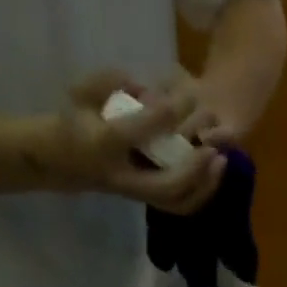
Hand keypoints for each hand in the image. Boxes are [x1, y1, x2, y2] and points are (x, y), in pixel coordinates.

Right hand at [59, 71, 226, 214]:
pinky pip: (180, 205)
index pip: (133, 134)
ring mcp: (139, 194)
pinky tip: (214, 173)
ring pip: (178, 201)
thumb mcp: (81, 92)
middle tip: (212, 147)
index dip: (157, 118)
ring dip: (203, 185)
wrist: (66, 161)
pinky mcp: (149, 200)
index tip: (177, 102)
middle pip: (166, 184)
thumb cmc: (76, 122)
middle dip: (193, 168)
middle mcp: (125, 177)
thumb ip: (109, 81)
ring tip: (220, 161)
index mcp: (104, 146)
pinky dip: (201, 193)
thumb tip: (145, 87)